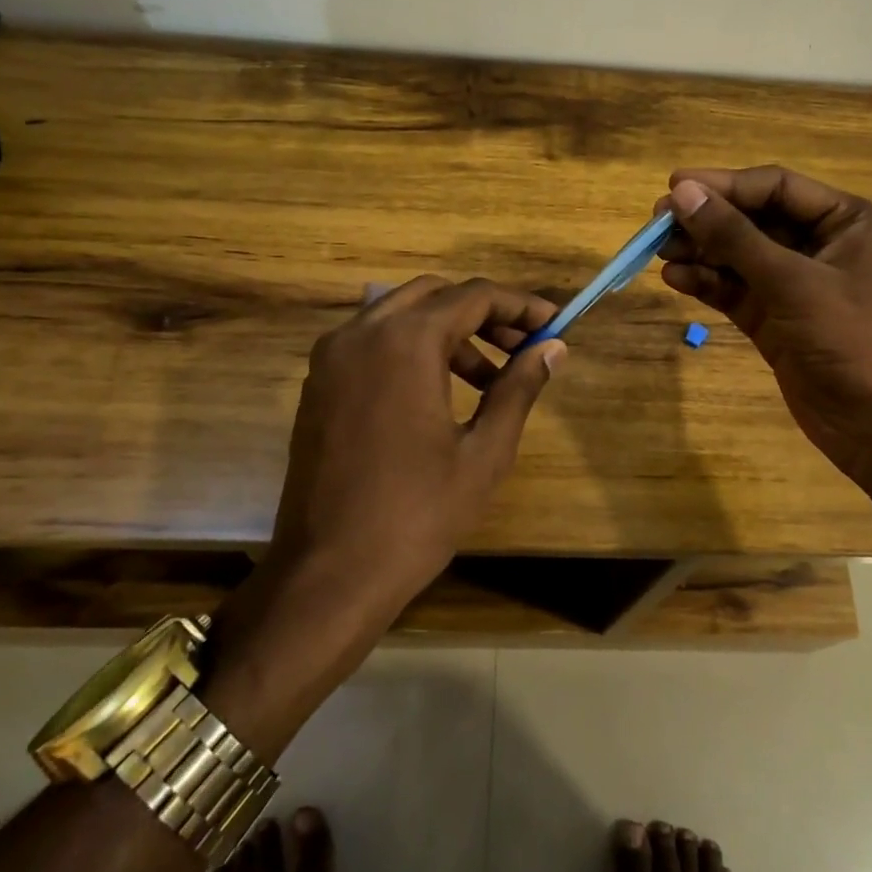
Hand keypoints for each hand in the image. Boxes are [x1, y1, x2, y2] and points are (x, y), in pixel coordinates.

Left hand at [264, 275, 565, 624]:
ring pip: (401, 315)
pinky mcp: (318, 385)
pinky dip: (412, 349)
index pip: (473, 296)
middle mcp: (361, 333)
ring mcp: (331, 358)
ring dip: (448, 332)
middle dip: (483, 314)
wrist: (328, 576)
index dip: (520, 306)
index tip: (554, 326)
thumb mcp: (484, 453)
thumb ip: (519, 388)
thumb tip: (552, 349)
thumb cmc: (416, 515)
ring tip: (488, 379)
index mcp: (404, 342)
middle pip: (435, 295)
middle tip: (522, 347)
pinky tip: (439, 393)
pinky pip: (373, 342)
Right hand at [657, 166, 871, 484]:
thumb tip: (684, 193)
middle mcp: (821, 245)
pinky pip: (735, 290)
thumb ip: (735, 236)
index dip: (724, 185)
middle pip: (753, 219)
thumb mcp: (792, 282)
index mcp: (845, 221)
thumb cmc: (852, 339)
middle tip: (658, 222)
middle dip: (707, 220)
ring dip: (701, 252)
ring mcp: (797, 285)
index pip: (775, 187)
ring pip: (739, 256)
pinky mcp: (776, 319)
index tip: (675, 187)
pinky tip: (675, 278)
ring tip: (658, 251)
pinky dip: (707, 283)